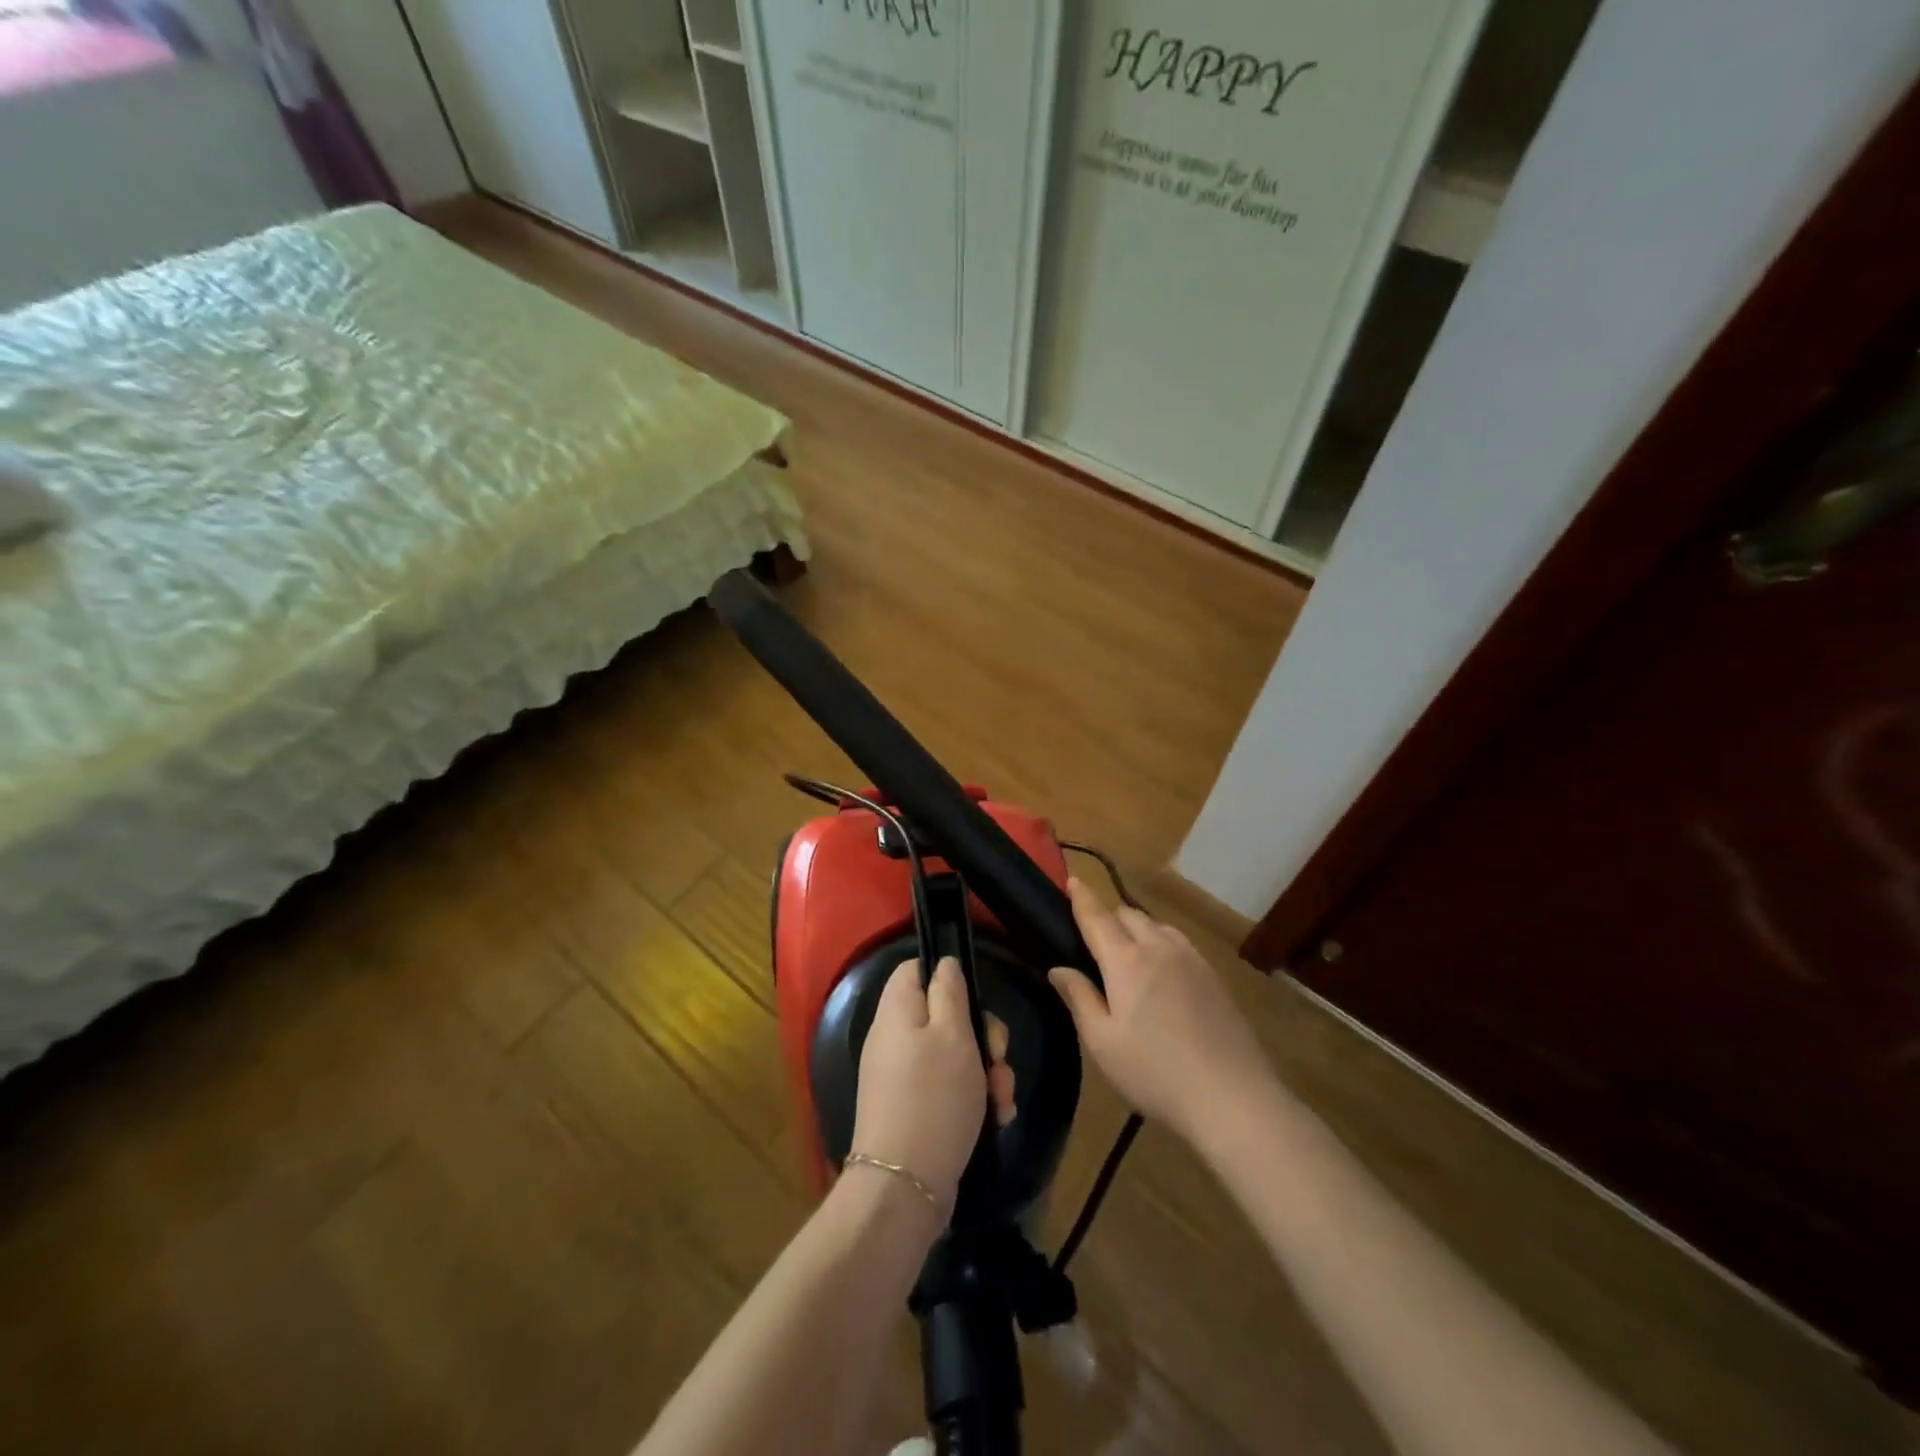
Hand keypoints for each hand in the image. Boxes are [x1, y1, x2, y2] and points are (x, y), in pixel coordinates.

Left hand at [850, 957, 1014, 1212]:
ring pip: (954, 1055)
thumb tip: (943, 964)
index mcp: (896, 1011)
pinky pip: (949, 1088)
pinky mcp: (914, 1108)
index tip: (975, 997)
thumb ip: (949, 992)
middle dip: (981, 1035)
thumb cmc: (934, 1098)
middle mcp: (894, 1039)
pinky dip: (974, 1098)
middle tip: (997, 1056)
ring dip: (986, 1072)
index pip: (914, 969)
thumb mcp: (953, 1035)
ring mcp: (902, 1076)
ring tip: (1002, 1098)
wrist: (905, 1186)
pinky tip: (997, 1118)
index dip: (946, 974)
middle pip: (943, 1014)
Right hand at [1048, 878, 1274, 1146]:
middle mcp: (1159, 948)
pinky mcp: (1214, 976)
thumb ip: (1079, 998)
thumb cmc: (1155, 1072)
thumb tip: (1058, 968)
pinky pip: (1179, 943)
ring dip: (1138, 928)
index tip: (1072, 879)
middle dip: (1109, 915)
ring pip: (1158, 925)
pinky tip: (1162, 970)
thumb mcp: (1102, 1043)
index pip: (1097, 916)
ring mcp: (1192, 959)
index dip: (1082, 897)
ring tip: (1128, 952)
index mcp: (1126, 961)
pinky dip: (1162, 942)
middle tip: (1094, 936)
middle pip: (1129, 914)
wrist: (1232, 1097)